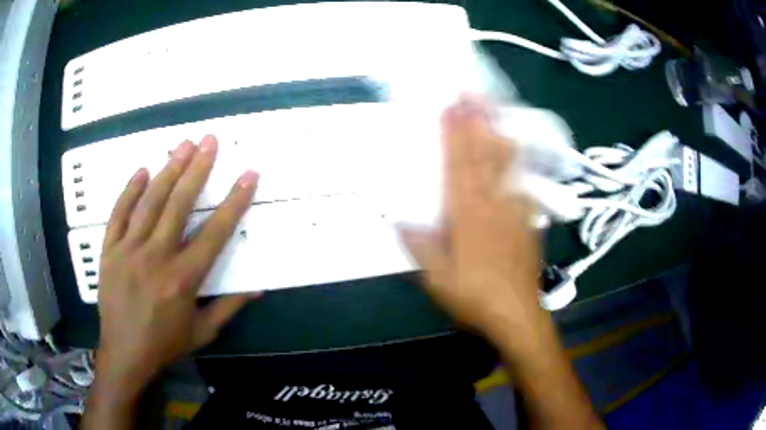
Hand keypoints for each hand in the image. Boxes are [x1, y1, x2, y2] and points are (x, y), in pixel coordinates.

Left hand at [95, 135, 259, 397]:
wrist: (125, 354)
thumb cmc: (166, 345)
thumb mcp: (203, 332)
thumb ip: (229, 307)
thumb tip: (257, 288)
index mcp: (183, 280)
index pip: (214, 233)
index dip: (234, 202)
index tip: (248, 175)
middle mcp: (156, 258)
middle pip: (179, 205)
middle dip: (197, 169)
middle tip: (210, 141)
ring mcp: (128, 251)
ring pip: (149, 202)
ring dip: (167, 171)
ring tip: (182, 145)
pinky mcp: (109, 251)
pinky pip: (118, 214)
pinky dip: (129, 191)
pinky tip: (142, 170)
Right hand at [400, 97, 543, 344]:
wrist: (517, 313)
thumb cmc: (475, 296)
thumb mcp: (437, 279)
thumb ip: (419, 246)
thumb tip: (398, 220)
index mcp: (468, 217)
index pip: (459, 167)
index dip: (454, 135)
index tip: (451, 107)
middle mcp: (493, 205)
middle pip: (484, 157)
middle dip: (477, 122)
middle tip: (473, 94)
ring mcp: (514, 209)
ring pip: (506, 164)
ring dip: (497, 133)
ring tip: (493, 109)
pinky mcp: (528, 219)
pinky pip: (522, 181)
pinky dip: (516, 160)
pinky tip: (515, 147)